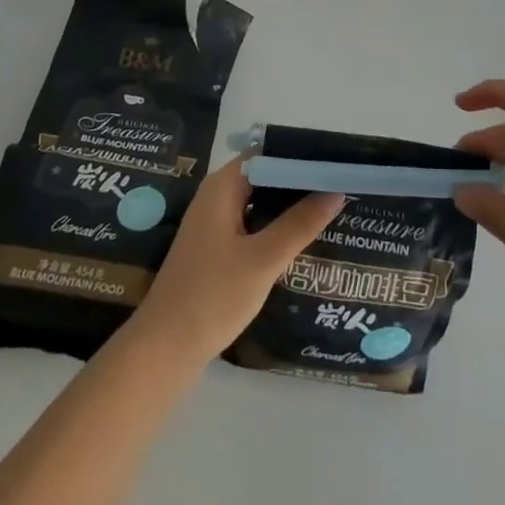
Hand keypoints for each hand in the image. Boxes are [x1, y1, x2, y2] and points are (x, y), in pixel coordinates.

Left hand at [132, 157, 342, 364]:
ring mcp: (214, 223)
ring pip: (260, 202)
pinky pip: (253, 224)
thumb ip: (300, 223)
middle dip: (300, 181)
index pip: (268, 153)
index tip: (335, 164)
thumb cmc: (212, 297)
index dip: (301, 155)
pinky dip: (276, 226)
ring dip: (289, 205)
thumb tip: (336, 191)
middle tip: (340, 187)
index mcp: (223, 186)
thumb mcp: (263, 259)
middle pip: (265, 175)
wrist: (163, 351)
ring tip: (331, 209)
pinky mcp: (216, 249)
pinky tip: (302, 240)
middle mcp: (217, 196)